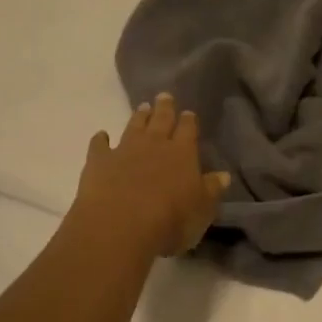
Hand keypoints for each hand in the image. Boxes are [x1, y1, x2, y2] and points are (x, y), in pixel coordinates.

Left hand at [70, 93, 231, 259]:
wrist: (120, 225)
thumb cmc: (170, 220)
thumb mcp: (202, 209)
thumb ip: (211, 190)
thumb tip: (223, 175)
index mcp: (182, 152)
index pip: (188, 129)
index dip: (188, 120)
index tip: (188, 112)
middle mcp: (154, 144)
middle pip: (161, 120)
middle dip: (164, 108)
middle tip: (164, 96)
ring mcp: (124, 150)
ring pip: (133, 126)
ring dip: (138, 117)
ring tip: (142, 107)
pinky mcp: (99, 161)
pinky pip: (99, 145)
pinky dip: (100, 139)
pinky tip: (101, 135)